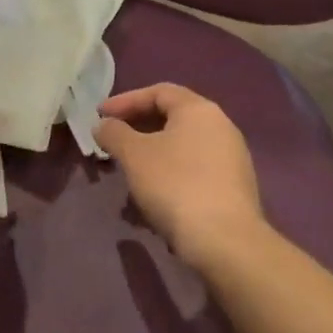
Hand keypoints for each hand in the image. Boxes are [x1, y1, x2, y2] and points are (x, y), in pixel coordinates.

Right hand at [95, 83, 265, 271]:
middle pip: (172, 118)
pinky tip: (152, 195)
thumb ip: (114, 133)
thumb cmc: (175, 185)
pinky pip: (193, 170)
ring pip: (182, 147)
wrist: (224, 240)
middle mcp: (221, 127)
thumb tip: (103, 125)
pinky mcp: (233, 187)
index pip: (159, 92)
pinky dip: (169, 174)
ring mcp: (231, 158)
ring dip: (151, 154)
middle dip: (137, 128)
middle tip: (112, 141)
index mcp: (199, 110)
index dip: (125, 100)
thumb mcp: (134, 155)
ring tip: (128, 171)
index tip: (99, 115)